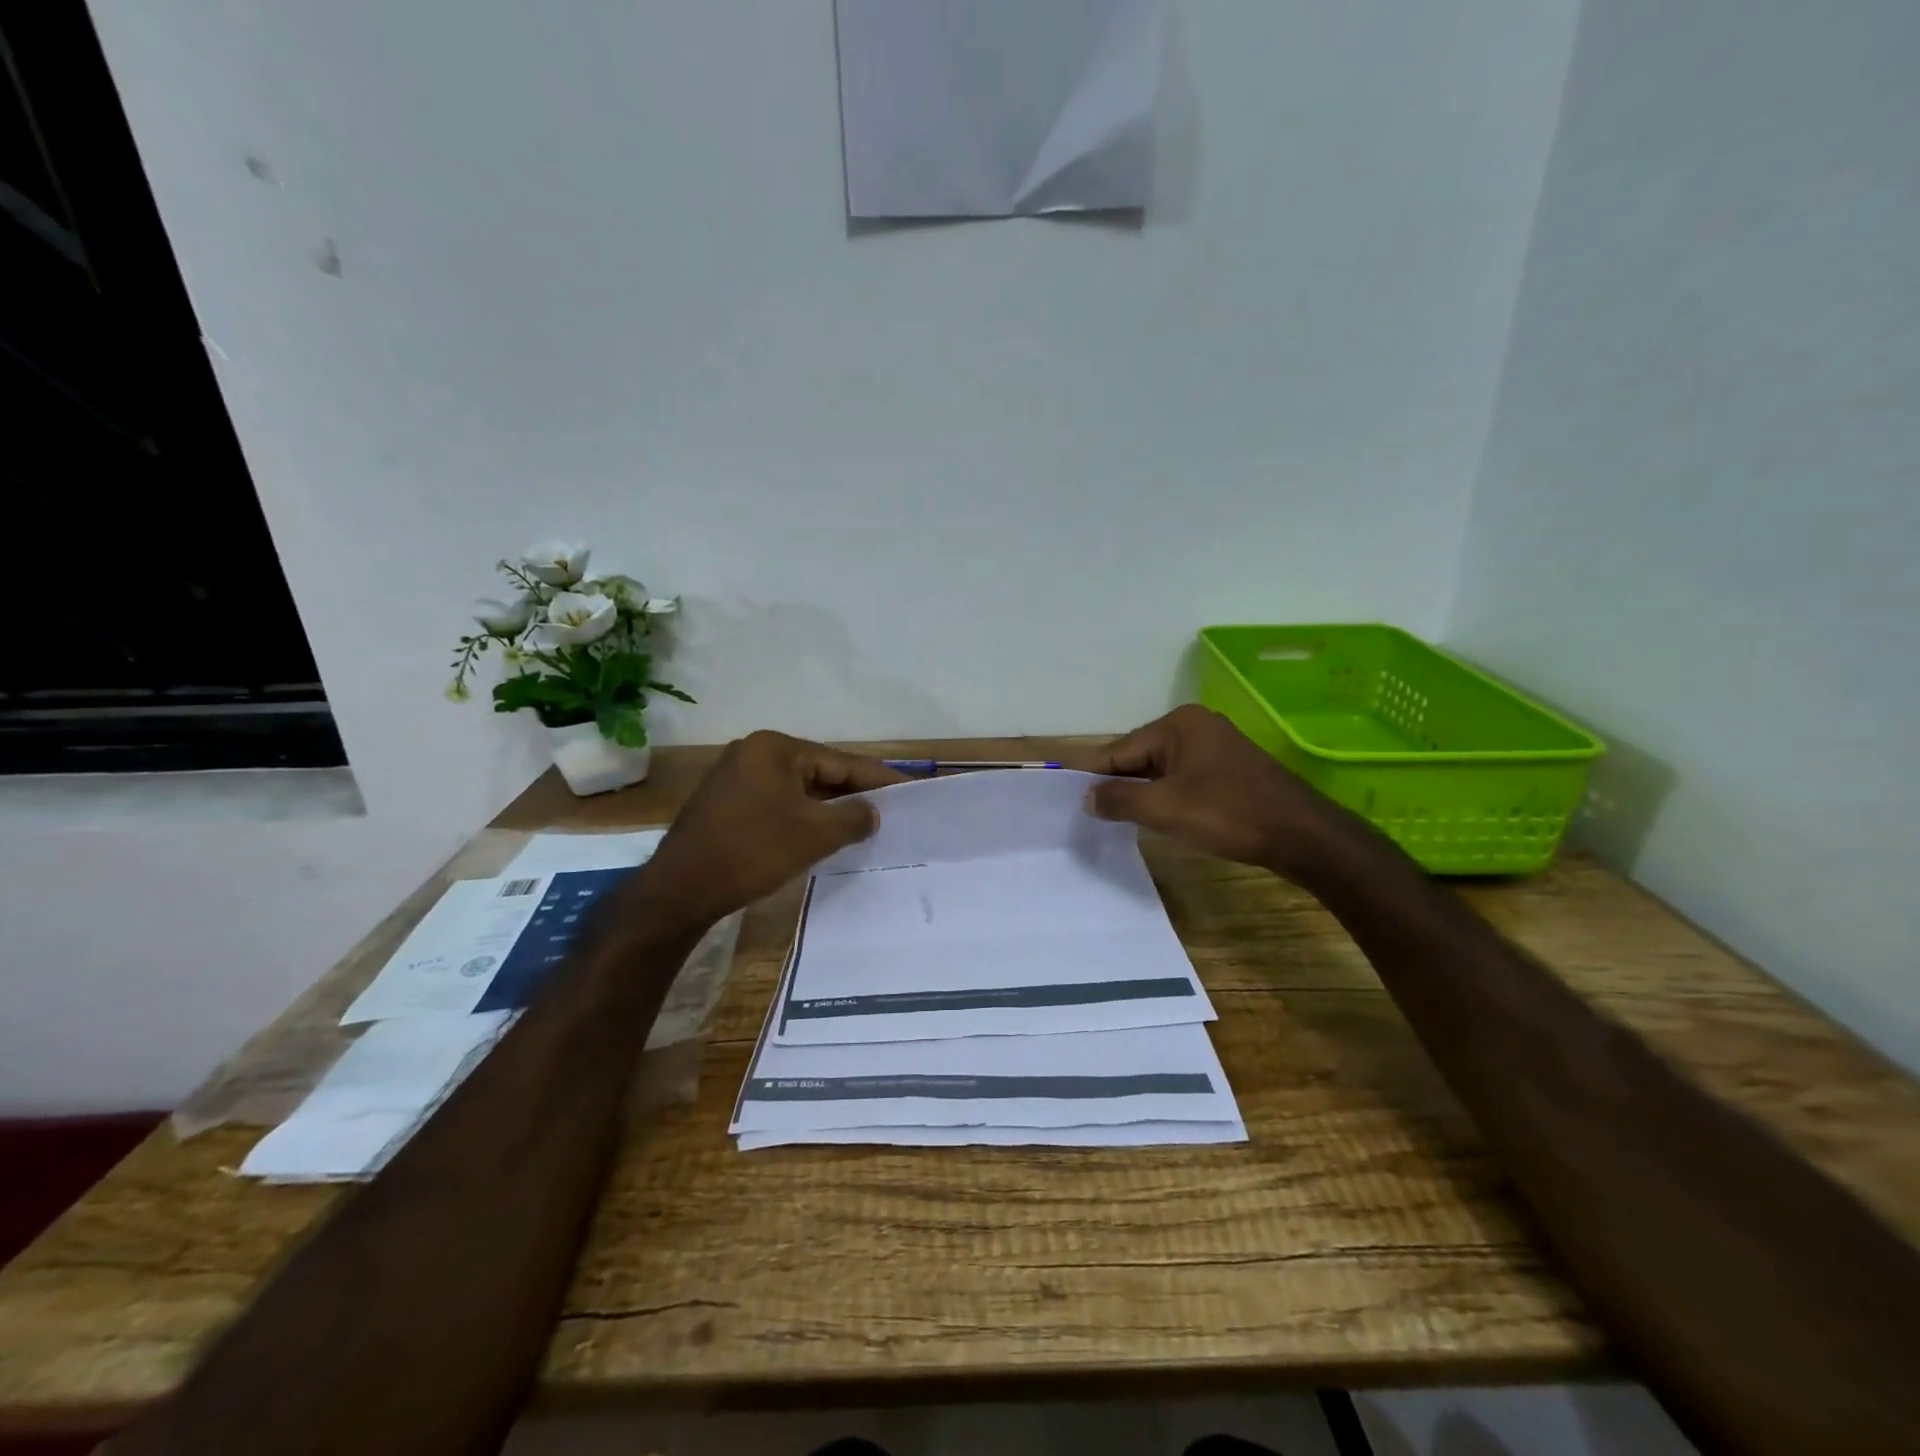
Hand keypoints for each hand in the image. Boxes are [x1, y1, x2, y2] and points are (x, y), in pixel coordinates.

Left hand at [637, 731, 907, 926]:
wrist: (681, 889)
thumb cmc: (753, 851)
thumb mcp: (815, 834)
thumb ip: (853, 817)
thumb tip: (872, 812)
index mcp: (775, 748)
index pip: (840, 761)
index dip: (877, 778)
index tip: (909, 788)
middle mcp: (754, 752)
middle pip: (819, 772)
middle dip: (853, 793)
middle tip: (891, 809)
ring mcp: (737, 777)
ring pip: (798, 789)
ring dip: (828, 807)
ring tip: (864, 823)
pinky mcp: (727, 802)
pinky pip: (778, 802)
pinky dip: (803, 816)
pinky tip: (823, 833)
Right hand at [1087, 706, 1357, 880]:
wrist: (1301, 835)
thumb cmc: (1228, 814)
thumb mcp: (1164, 809)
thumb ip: (1119, 800)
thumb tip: (1088, 798)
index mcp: (1178, 724)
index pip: (1120, 750)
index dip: (1096, 777)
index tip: (1072, 801)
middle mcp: (1195, 725)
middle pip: (1139, 756)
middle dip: (1120, 786)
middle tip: (1095, 817)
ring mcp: (1215, 745)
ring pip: (1161, 770)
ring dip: (1144, 794)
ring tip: (1122, 820)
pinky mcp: (1229, 768)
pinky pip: (1183, 778)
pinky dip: (1168, 796)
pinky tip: (1161, 818)